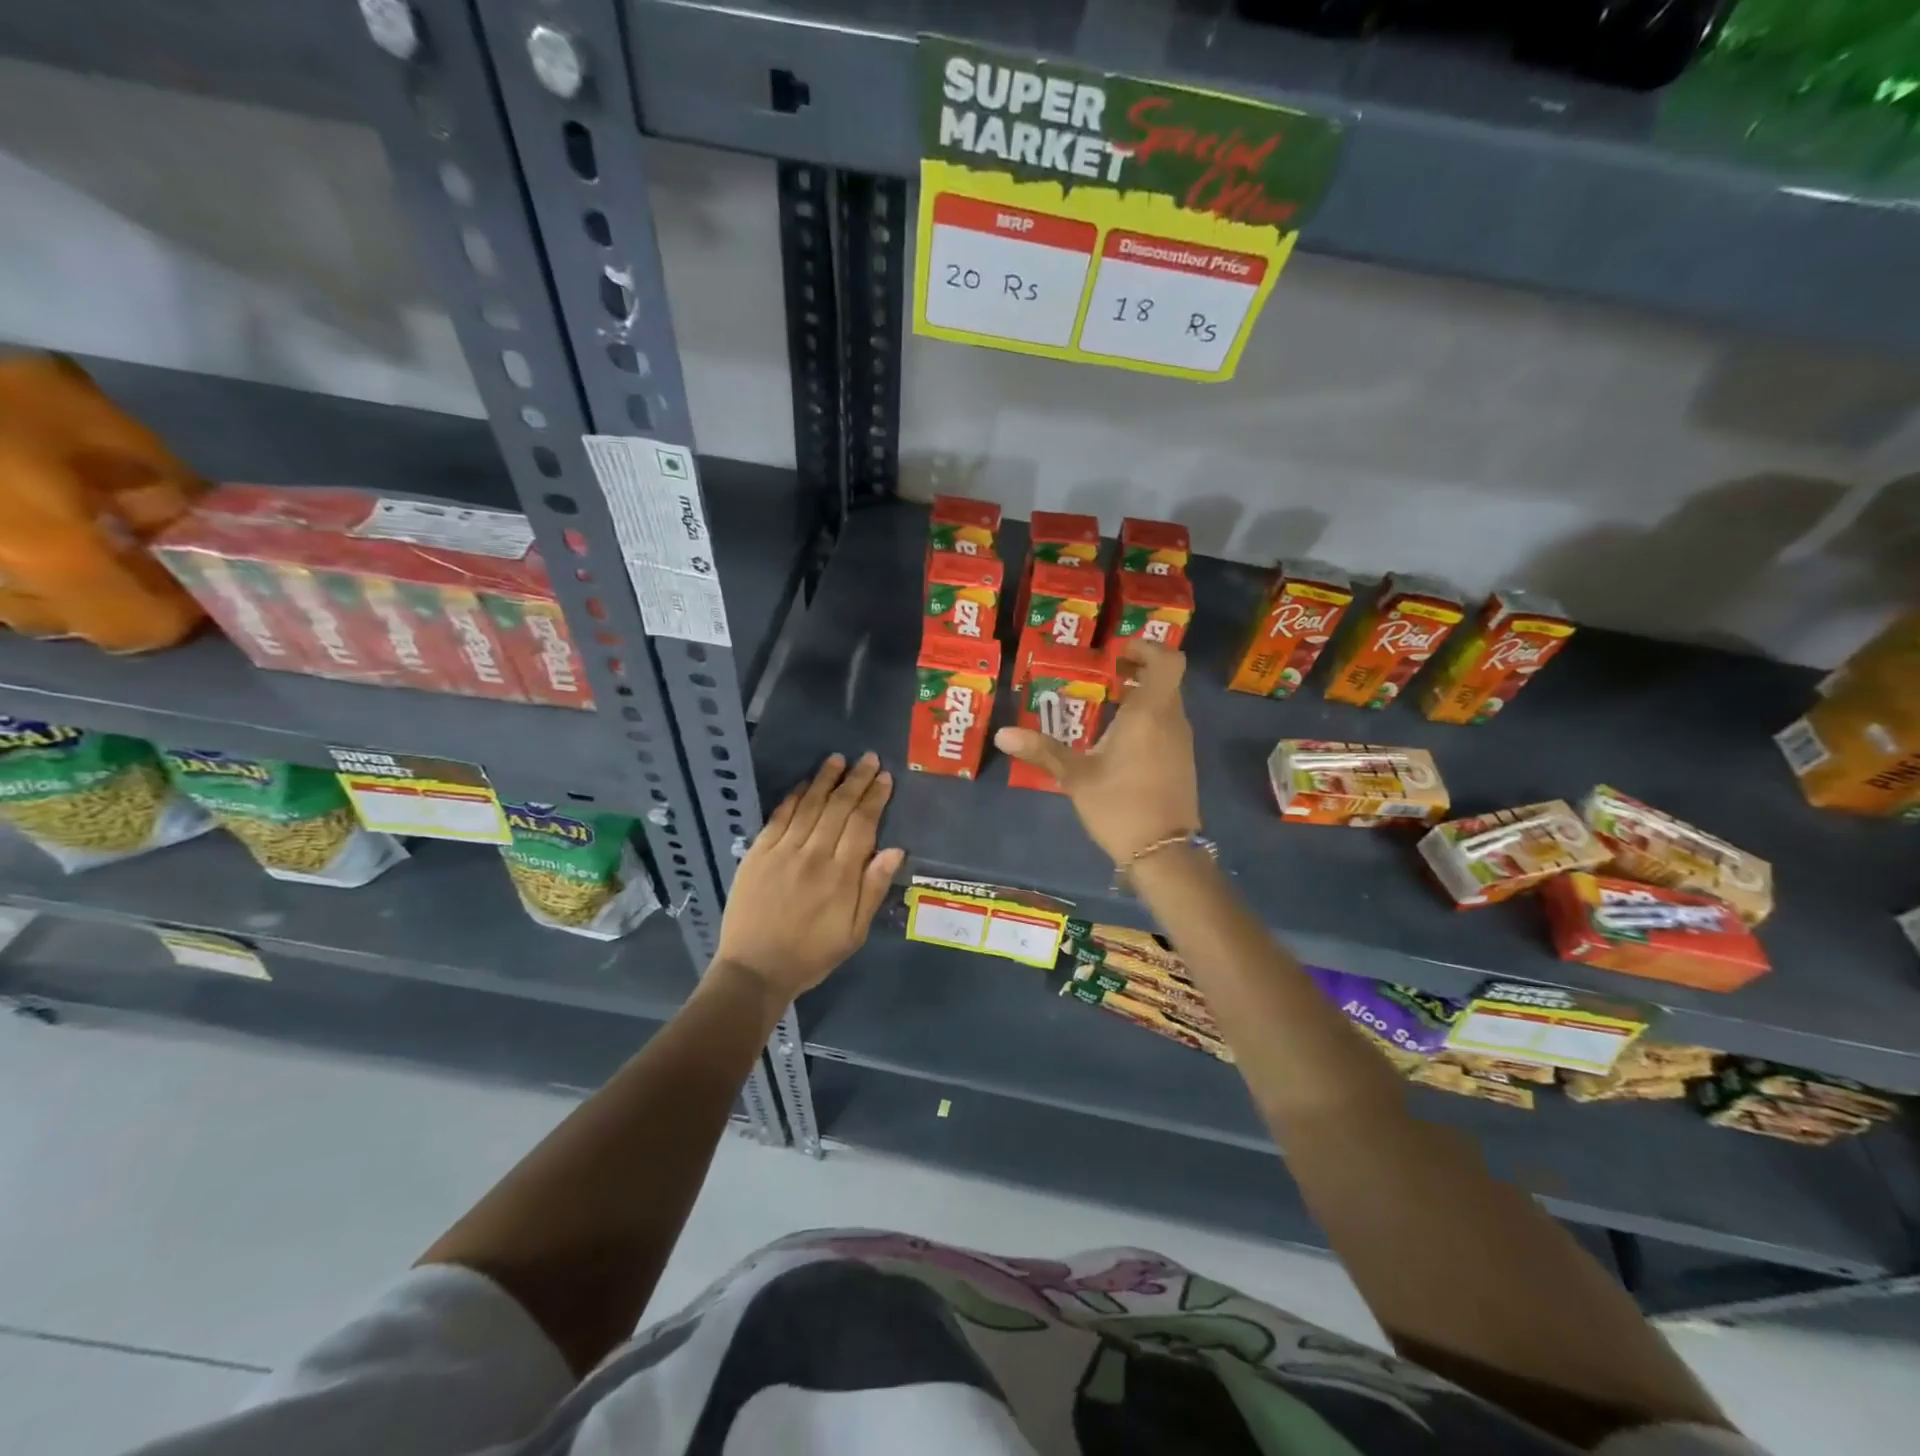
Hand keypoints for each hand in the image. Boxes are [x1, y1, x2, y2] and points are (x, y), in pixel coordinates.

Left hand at [714, 752, 904, 998]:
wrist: (754, 970)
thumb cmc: (811, 955)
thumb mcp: (854, 933)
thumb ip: (873, 889)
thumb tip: (895, 850)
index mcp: (840, 876)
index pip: (862, 824)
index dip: (875, 798)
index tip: (885, 778)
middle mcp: (813, 855)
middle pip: (838, 808)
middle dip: (856, 780)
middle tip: (868, 759)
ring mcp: (782, 852)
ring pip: (809, 805)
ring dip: (825, 779)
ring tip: (838, 759)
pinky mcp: (757, 854)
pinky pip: (779, 817)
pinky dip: (793, 797)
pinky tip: (804, 784)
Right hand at [995, 639, 1199, 864]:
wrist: (1164, 854)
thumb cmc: (1120, 806)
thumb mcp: (1076, 777)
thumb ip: (1043, 751)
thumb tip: (1002, 734)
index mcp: (1149, 714)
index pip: (1167, 661)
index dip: (1146, 648)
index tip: (1117, 654)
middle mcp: (1171, 720)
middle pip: (1165, 680)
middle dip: (1137, 671)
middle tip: (1104, 675)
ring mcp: (1181, 742)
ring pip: (1167, 703)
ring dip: (1142, 696)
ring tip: (1106, 706)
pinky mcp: (1182, 762)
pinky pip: (1167, 725)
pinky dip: (1147, 719)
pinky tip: (1118, 740)